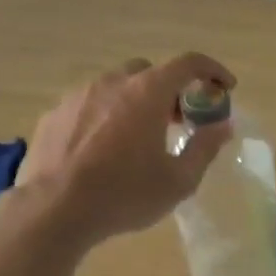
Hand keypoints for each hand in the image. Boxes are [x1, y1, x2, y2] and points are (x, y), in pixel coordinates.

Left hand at [7, 52, 235, 248]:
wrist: (52, 211)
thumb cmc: (123, 195)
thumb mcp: (177, 180)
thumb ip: (204, 147)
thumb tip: (223, 126)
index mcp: (147, 92)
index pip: (188, 63)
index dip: (212, 70)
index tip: (224, 88)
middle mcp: (112, 83)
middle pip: (149, 72)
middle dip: (169, 89)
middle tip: (178, 120)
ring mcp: (78, 96)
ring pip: (115, 86)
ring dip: (134, 101)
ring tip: (137, 137)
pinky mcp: (53, 114)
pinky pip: (87, 105)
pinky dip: (103, 116)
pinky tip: (101, 149)